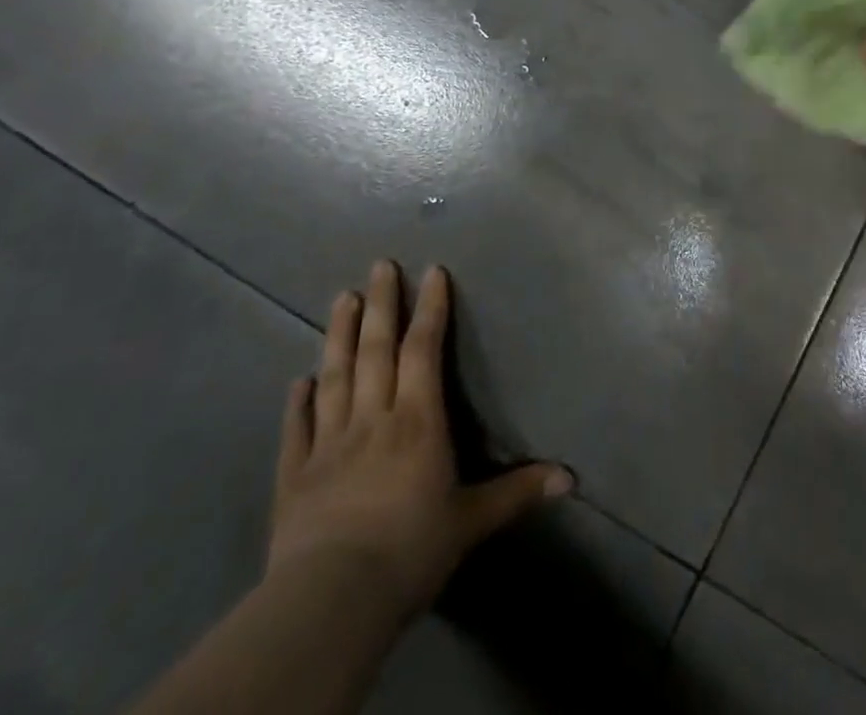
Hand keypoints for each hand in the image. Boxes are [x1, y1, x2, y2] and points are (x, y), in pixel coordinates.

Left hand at [267, 261, 572, 620]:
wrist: (331, 601)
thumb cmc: (411, 550)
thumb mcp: (472, 521)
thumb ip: (518, 492)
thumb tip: (572, 478)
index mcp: (417, 420)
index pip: (424, 350)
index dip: (430, 309)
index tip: (431, 271)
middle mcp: (373, 418)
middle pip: (376, 350)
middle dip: (382, 304)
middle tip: (378, 264)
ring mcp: (328, 445)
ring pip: (335, 377)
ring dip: (339, 335)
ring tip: (342, 298)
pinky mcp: (293, 477)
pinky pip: (296, 430)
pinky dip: (297, 403)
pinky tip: (297, 380)